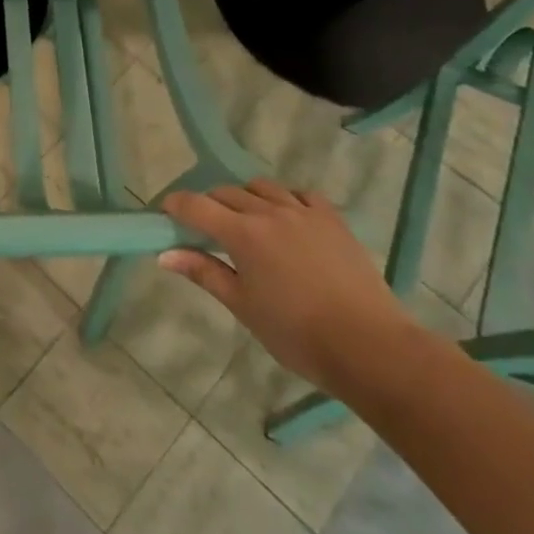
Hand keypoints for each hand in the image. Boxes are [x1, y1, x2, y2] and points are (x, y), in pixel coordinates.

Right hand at [159, 178, 418, 392]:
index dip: (175, 205)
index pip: (195, 205)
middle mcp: (269, 212)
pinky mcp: (333, 220)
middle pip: (226, 192)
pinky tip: (285, 217)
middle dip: (208, 204)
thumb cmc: (296, 333)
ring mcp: (304, 212)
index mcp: (242, 233)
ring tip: (245, 220)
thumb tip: (164, 254)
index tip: (165, 214)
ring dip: (244, 197)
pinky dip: (285, 198)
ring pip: (262, 187)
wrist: (369, 347)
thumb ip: (203, 272)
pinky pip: (300, 194)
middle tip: (204, 228)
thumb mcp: (242, 305)